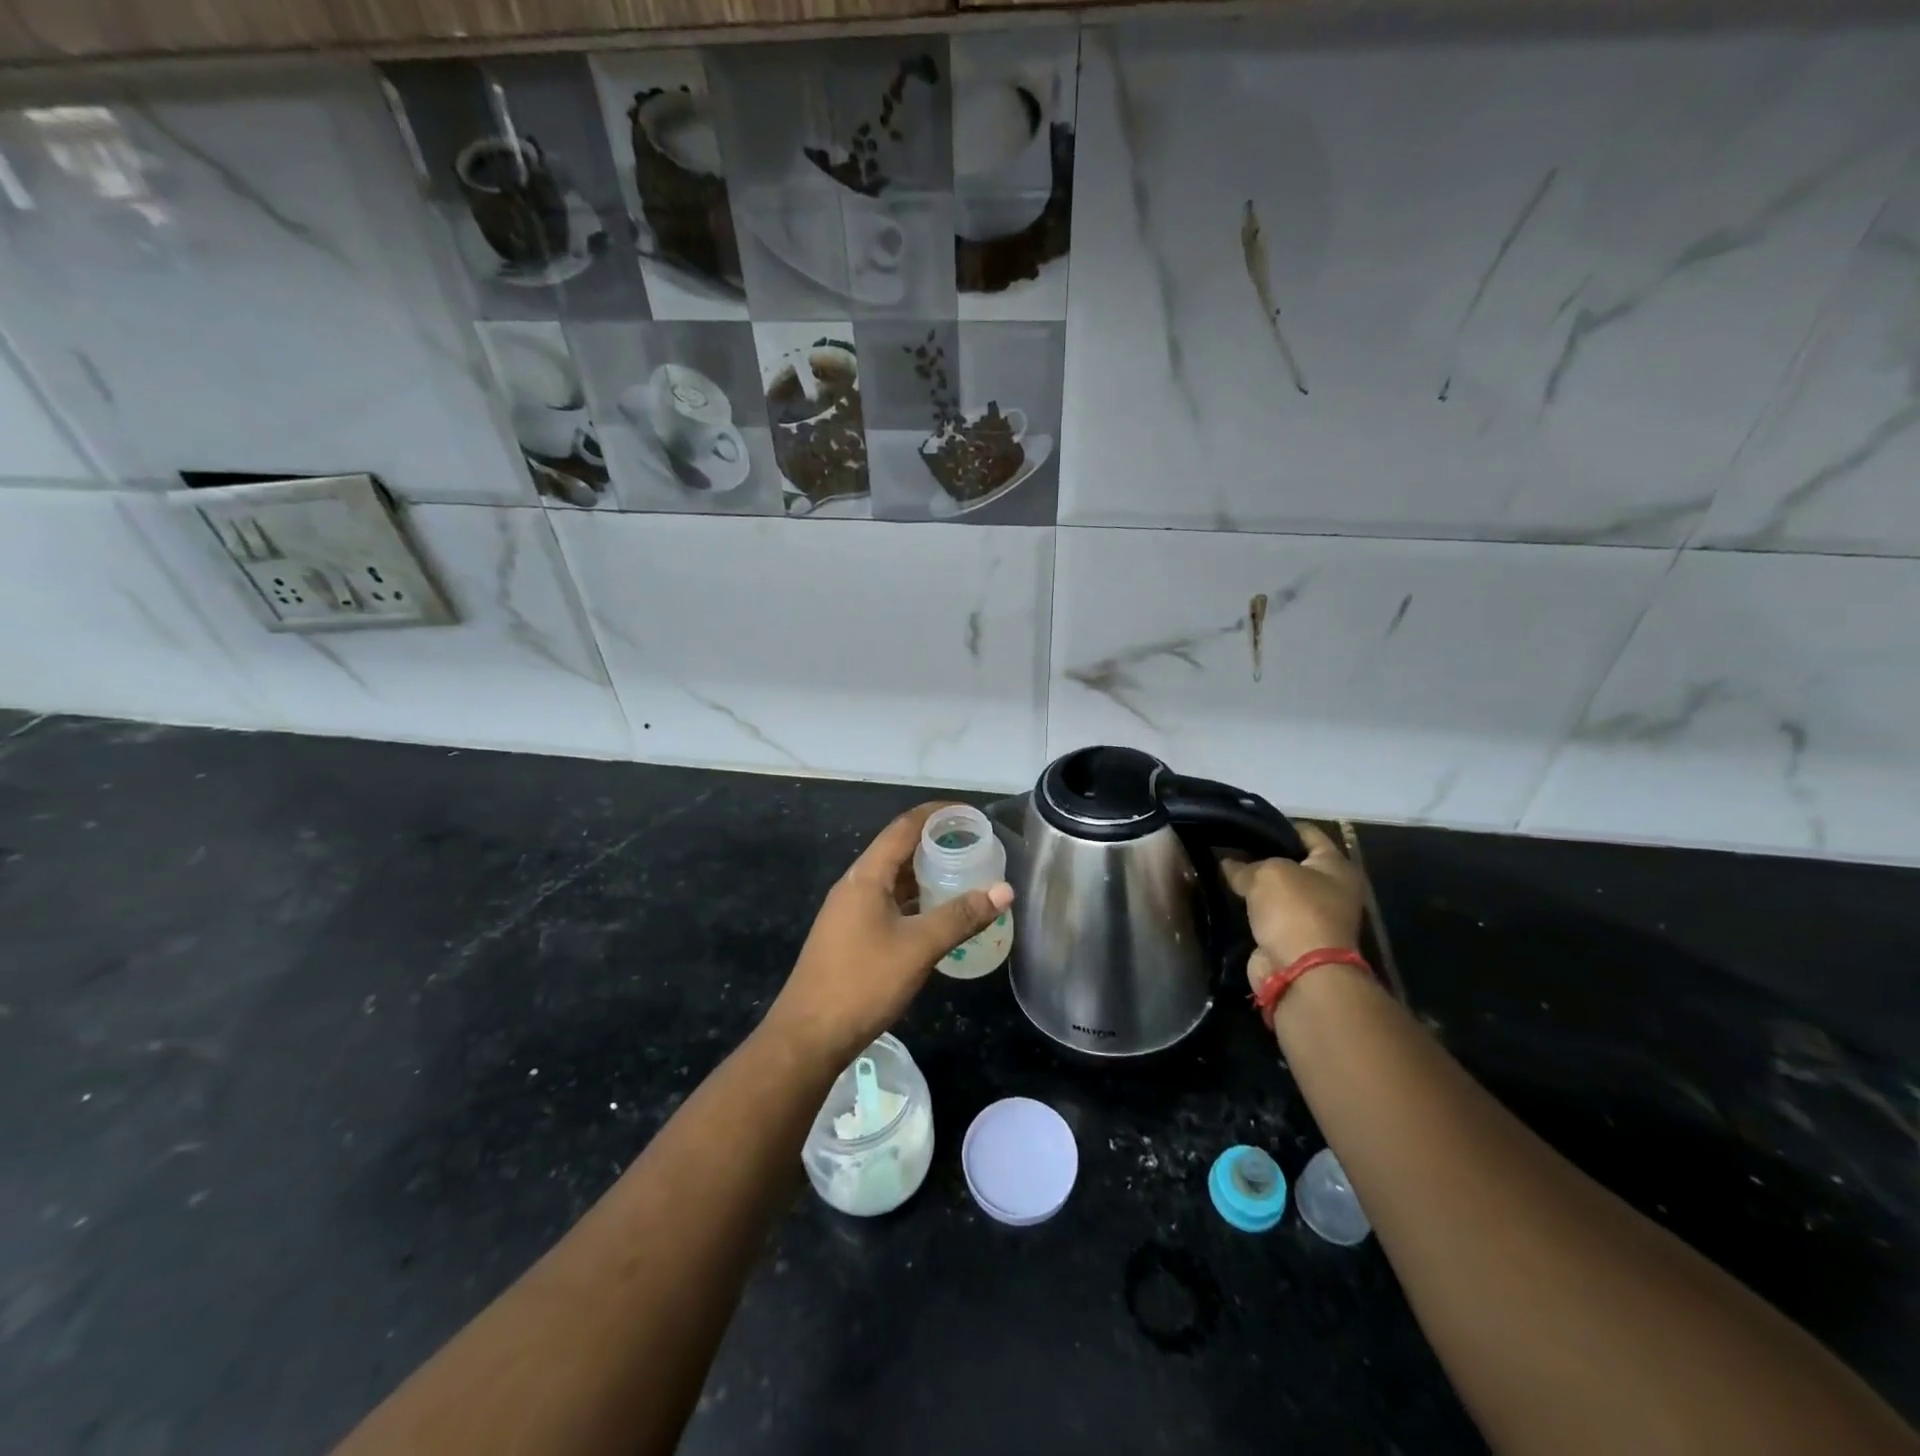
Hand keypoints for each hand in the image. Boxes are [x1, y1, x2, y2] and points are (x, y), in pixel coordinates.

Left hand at [764, 802, 1013, 1067]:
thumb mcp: (918, 947)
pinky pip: (889, 905)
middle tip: (975, 846)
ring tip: (964, 876)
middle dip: (935, 844)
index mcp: (866, 877)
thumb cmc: (863, 982)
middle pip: (898, 851)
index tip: (969, 813)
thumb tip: (1004, 890)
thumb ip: (961, 916)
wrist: (808, 1036)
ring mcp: (850, 913)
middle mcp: (855, 887)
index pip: (903, 828)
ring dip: (926, 875)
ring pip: (894, 881)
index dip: (936, 814)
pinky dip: (915, 902)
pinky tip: (938, 916)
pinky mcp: (851, 937)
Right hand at [1221, 823, 1365, 997]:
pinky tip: (1227, 897)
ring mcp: (1313, 917)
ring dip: (1255, 885)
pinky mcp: (1292, 938)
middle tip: (1229, 845)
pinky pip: (1268, 914)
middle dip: (1262, 855)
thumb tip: (1228, 864)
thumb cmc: (1294, 910)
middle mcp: (1330, 889)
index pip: (1307, 833)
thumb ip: (1244, 865)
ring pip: (1278, 891)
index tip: (1247, 821)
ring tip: (1223, 869)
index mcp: (1336, 867)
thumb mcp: (1267, 873)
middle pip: (1292, 862)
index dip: (1278, 825)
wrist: (1300, 971)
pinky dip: (1252, 908)